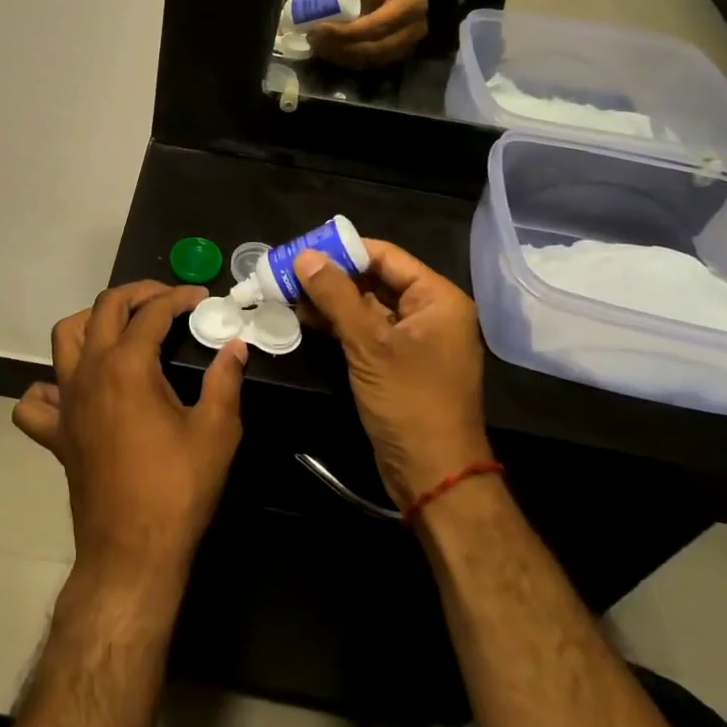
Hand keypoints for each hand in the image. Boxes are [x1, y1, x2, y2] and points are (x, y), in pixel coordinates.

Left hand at [14, 282, 246, 593]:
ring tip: (121, 328)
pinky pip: (37, 401)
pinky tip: (74, 391)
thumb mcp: (217, 431)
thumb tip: (235, 346)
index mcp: (127, 365)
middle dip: (137, 294)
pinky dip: (50, 387)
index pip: (152, 311)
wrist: (132, 553)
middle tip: (166, 301)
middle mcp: (90, 371)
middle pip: (104, 308)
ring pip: (65, 338)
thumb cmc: (177, 489)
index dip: (178, 298)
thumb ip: (225, 380)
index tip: (201, 299)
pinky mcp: (56, 434)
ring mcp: (66, 402)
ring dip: (92, 321)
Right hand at [293, 241, 491, 507]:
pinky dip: (339, 323)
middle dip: (332, 275)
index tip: (303, 249)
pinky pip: (366, 331)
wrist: (434, 477)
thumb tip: (304, 256)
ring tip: (287, 291)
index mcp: (438, 299)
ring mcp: (414, 340)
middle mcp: (430, 313)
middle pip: (375, 279)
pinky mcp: (398, 363)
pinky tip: (305, 317)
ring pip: (367, 306)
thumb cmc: (409, 402)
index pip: (386, 257)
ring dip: (330, 299)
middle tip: (288, 269)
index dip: (344, 250)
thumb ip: (336, 296)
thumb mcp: (369, 345)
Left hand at [306, 0, 428, 66]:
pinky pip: (372, 63)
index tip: (318, 28)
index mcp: (410, 4)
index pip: (374, 26)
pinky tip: (331, 51)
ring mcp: (410, 45)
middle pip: (373, 48)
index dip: (344, 32)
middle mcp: (415, 29)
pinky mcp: (401, 55)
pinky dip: (349, 59)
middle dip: (339, 47)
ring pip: (371, 60)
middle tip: (313, 40)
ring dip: (341, 56)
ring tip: (318, 46)